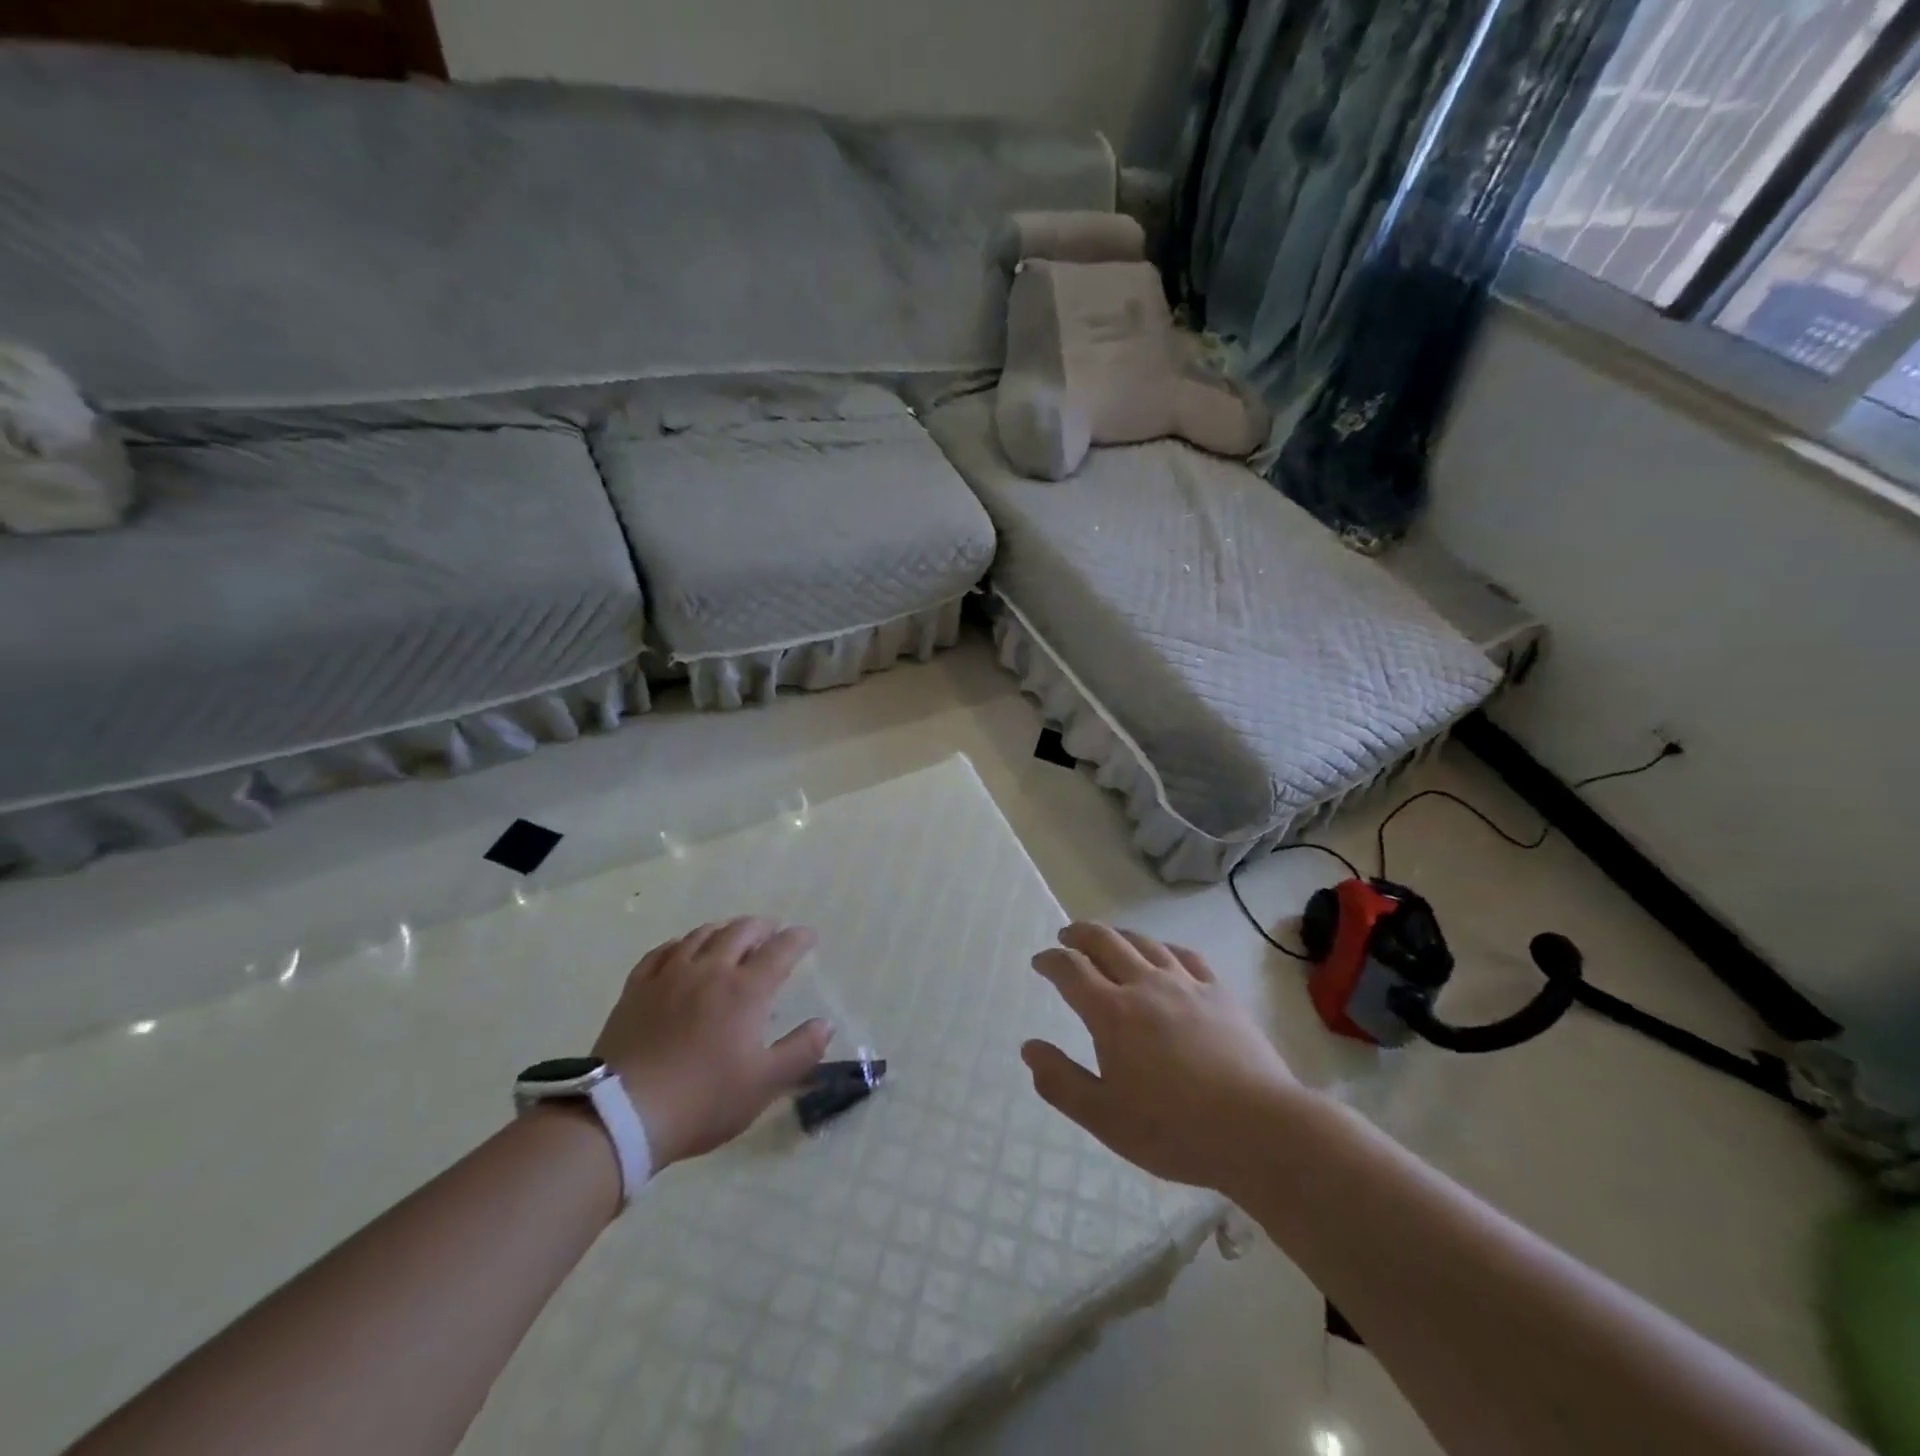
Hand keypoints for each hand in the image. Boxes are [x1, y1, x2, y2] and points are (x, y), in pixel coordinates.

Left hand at [594, 917, 831, 1169]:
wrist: (622, 1114)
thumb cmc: (702, 1100)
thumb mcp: (764, 1084)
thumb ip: (800, 1051)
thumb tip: (824, 1024)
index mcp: (745, 990)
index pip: (780, 950)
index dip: (798, 939)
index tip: (808, 936)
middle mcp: (710, 970)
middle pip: (740, 932)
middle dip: (762, 927)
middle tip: (772, 930)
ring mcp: (669, 976)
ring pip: (701, 935)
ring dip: (724, 929)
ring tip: (732, 934)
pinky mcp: (637, 988)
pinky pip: (662, 951)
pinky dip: (681, 944)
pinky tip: (682, 950)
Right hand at [1022, 924, 1301, 1194]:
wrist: (1258, 1129)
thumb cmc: (1174, 1129)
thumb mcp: (1104, 1118)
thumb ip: (1061, 1082)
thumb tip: (1029, 1048)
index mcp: (1112, 1012)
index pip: (1071, 969)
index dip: (1051, 960)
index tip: (1041, 961)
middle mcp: (1145, 985)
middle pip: (1106, 941)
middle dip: (1080, 934)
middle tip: (1067, 936)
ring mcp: (1186, 984)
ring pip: (1144, 942)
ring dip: (1119, 935)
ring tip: (1109, 940)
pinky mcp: (1219, 993)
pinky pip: (1185, 955)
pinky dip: (1163, 948)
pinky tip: (1164, 955)